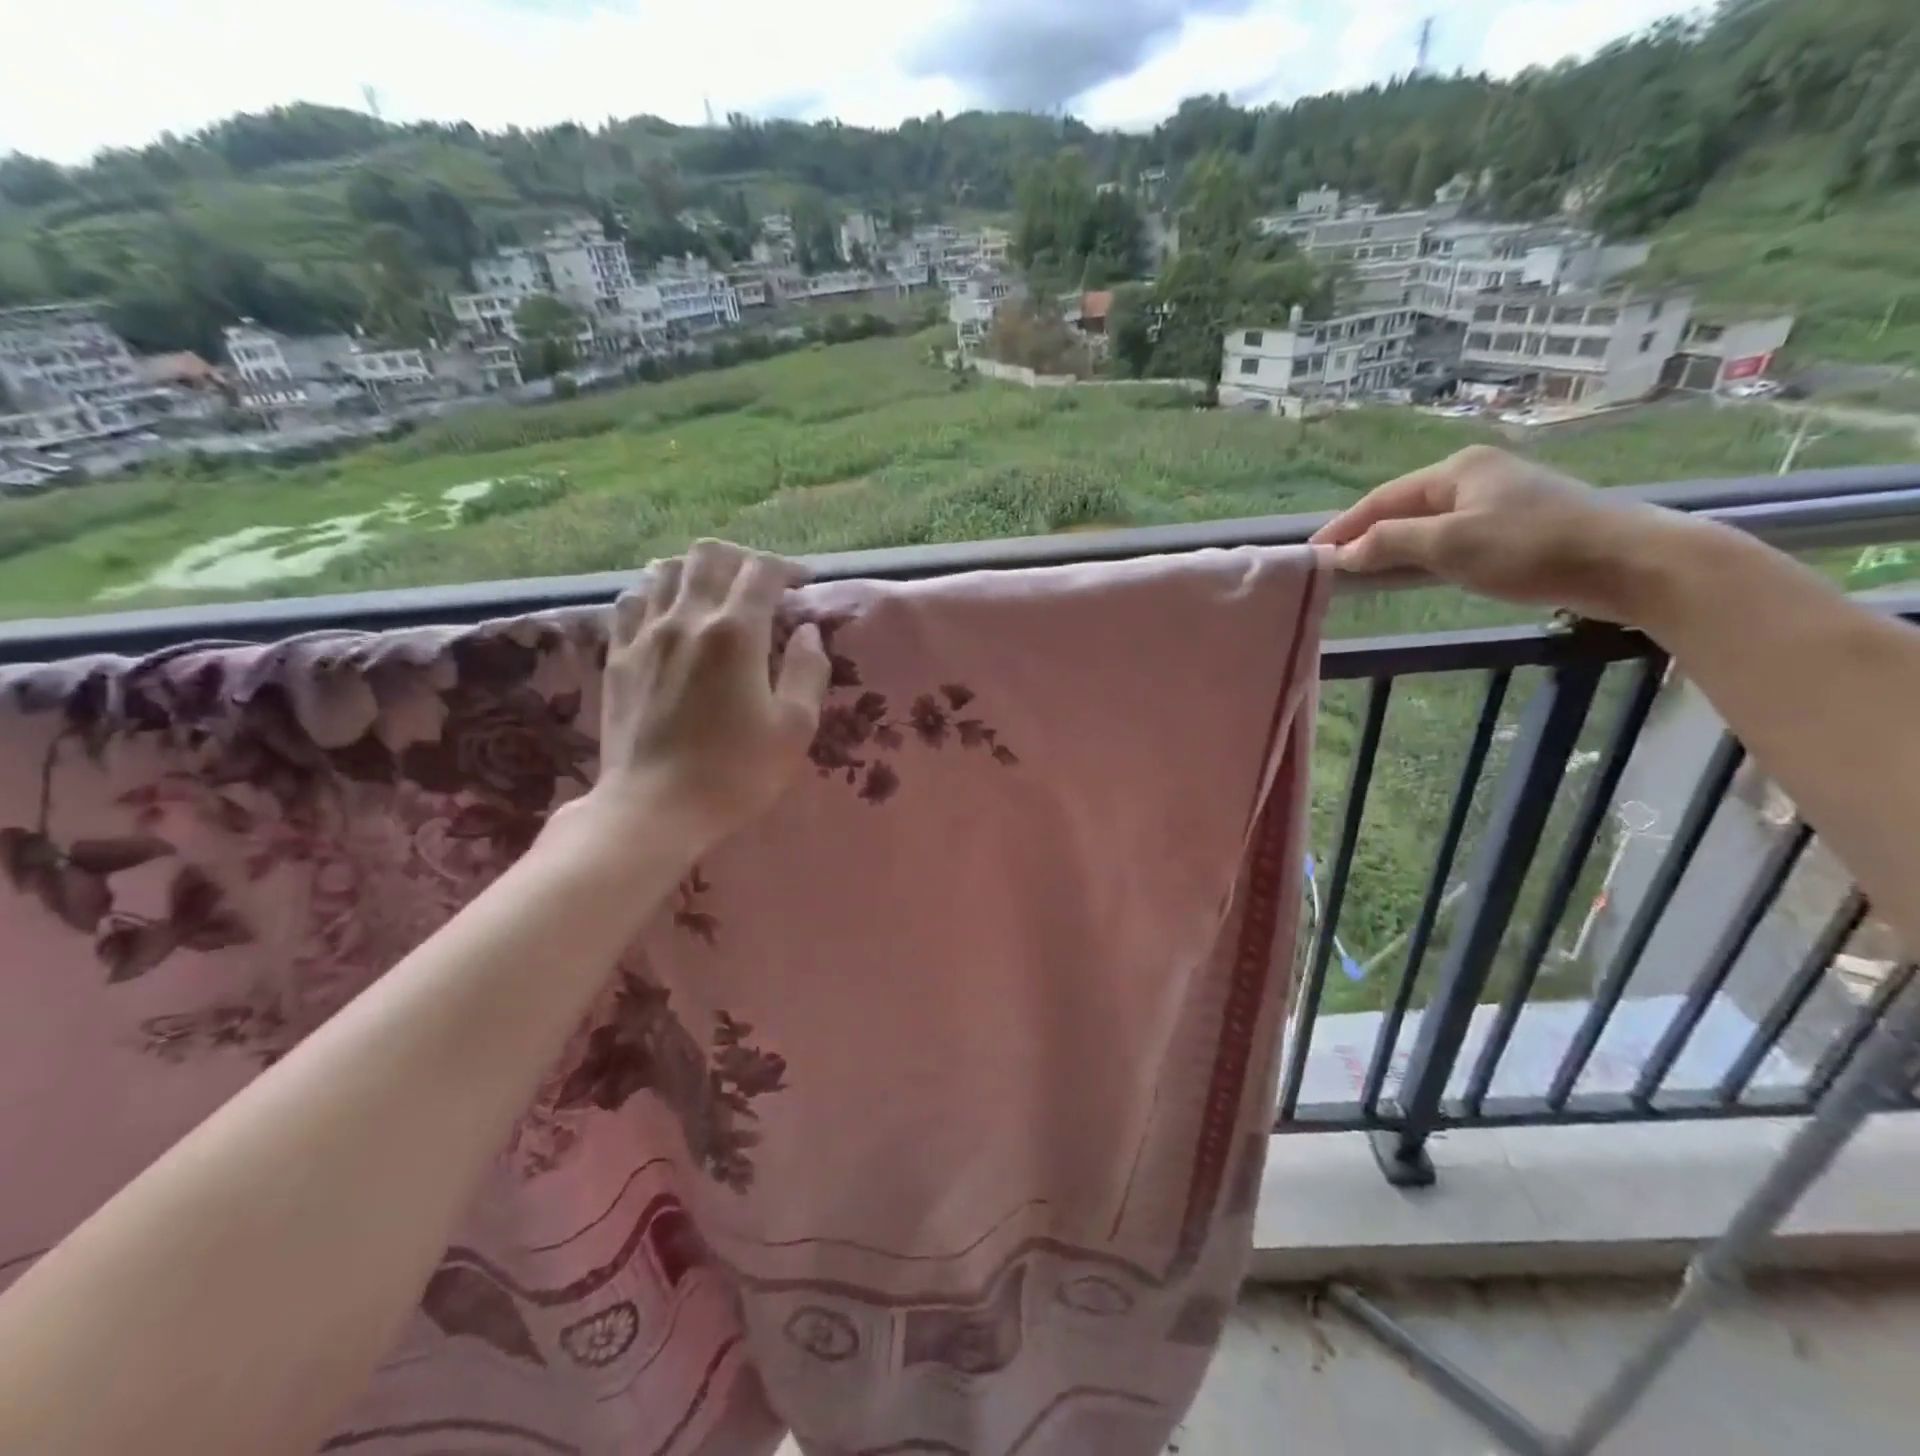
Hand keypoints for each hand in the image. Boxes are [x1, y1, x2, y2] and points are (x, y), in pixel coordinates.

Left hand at [585, 540, 829, 848]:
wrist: (653, 809)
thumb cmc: (736, 773)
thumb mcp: (795, 728)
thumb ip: (808, 671)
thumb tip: (808, 632)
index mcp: (736, 633)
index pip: (761, 571)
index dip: (787, 568)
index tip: (802, 584)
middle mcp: (687, 619)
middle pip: (709, 556)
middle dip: (741, 560)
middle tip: (759, 586)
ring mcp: (644, 635)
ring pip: (664, 571)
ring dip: (695, 572)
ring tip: (713, 595)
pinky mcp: (617, 657)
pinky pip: (631, 602)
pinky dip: (654, 595)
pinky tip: (666, 615)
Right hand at [1309, 445, 1691, 623]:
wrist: (1630, 563)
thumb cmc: (1531, 547)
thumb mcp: (1450, 544)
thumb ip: (1391, 543)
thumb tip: (1345, 553)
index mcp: (1457, 469)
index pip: (1382, 498)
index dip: (1344, 526)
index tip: (1312, 553)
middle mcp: (1476, 475)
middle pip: (1404, 507)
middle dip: (1366, 535)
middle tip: (1333, 565)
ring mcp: (1500, 499)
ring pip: (1429, 522)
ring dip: (1394, 546)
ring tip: (1363, 571)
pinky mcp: (1519, 526)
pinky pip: (1453, 536)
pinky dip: (1424, 554)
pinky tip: (1415, 571)